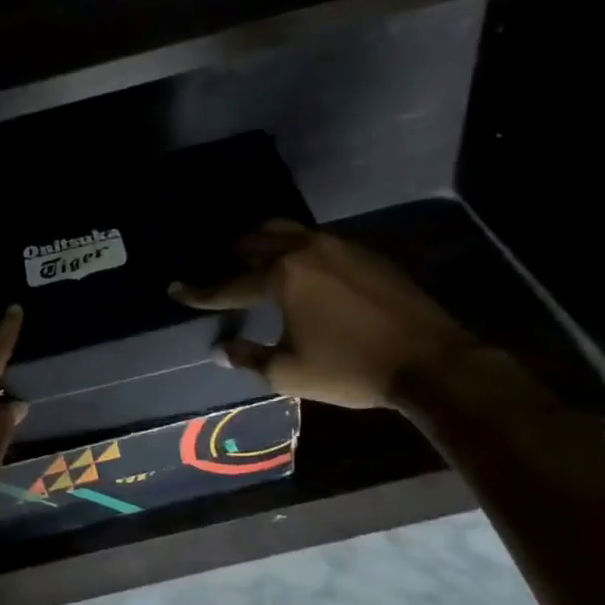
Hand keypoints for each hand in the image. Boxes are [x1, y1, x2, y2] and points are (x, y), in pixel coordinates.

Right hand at [170, 221, 476, 407]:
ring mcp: (337, 246)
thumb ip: (248, 357)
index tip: (174, 289)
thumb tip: (219, 348)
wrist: (431, 361)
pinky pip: (315, 239)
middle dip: (229, 252)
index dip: (198, 291)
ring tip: (251, 254)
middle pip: (254, 240)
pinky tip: (299, 265)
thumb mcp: (290, 373)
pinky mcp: (363, 252)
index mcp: (281, 277)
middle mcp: (304, 250)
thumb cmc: (351, 368)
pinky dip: (294, 247)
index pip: (227, 284)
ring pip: (287, 230)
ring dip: (262, 240)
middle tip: (214, 262)